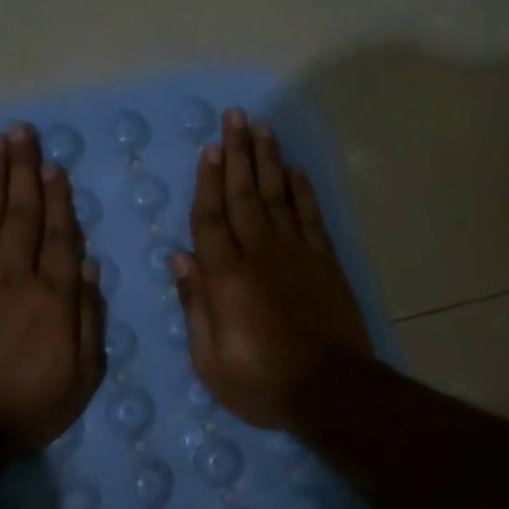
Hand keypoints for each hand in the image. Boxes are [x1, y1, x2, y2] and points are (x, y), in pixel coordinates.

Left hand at [0, 123, 104, 450]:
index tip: (55, 165)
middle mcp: (14, 276)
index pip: (60, 235)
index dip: (59, 197)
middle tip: (22, 131)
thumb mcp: (83, 373)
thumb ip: (88, 316)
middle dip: (24, 169)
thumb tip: (89, 264)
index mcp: (53, 297)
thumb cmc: (30, 405)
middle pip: (22, 214)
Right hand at [170, 108, 372, 429]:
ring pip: (278, 196)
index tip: (209, 150)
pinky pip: (310, 216)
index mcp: (226, 278)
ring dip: (268, 160)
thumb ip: (194, 304)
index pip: (210, 219)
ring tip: (261, 127)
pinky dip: (302, 191)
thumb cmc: (262, 382)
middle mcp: (259, 254)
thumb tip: (178, 257)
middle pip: (244, 195)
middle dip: (238, 154)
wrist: (331, 391)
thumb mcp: (210, 359)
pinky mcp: (324, 262)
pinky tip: (294, 170)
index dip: (207, 183)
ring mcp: (296, 254)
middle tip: (234, 117)